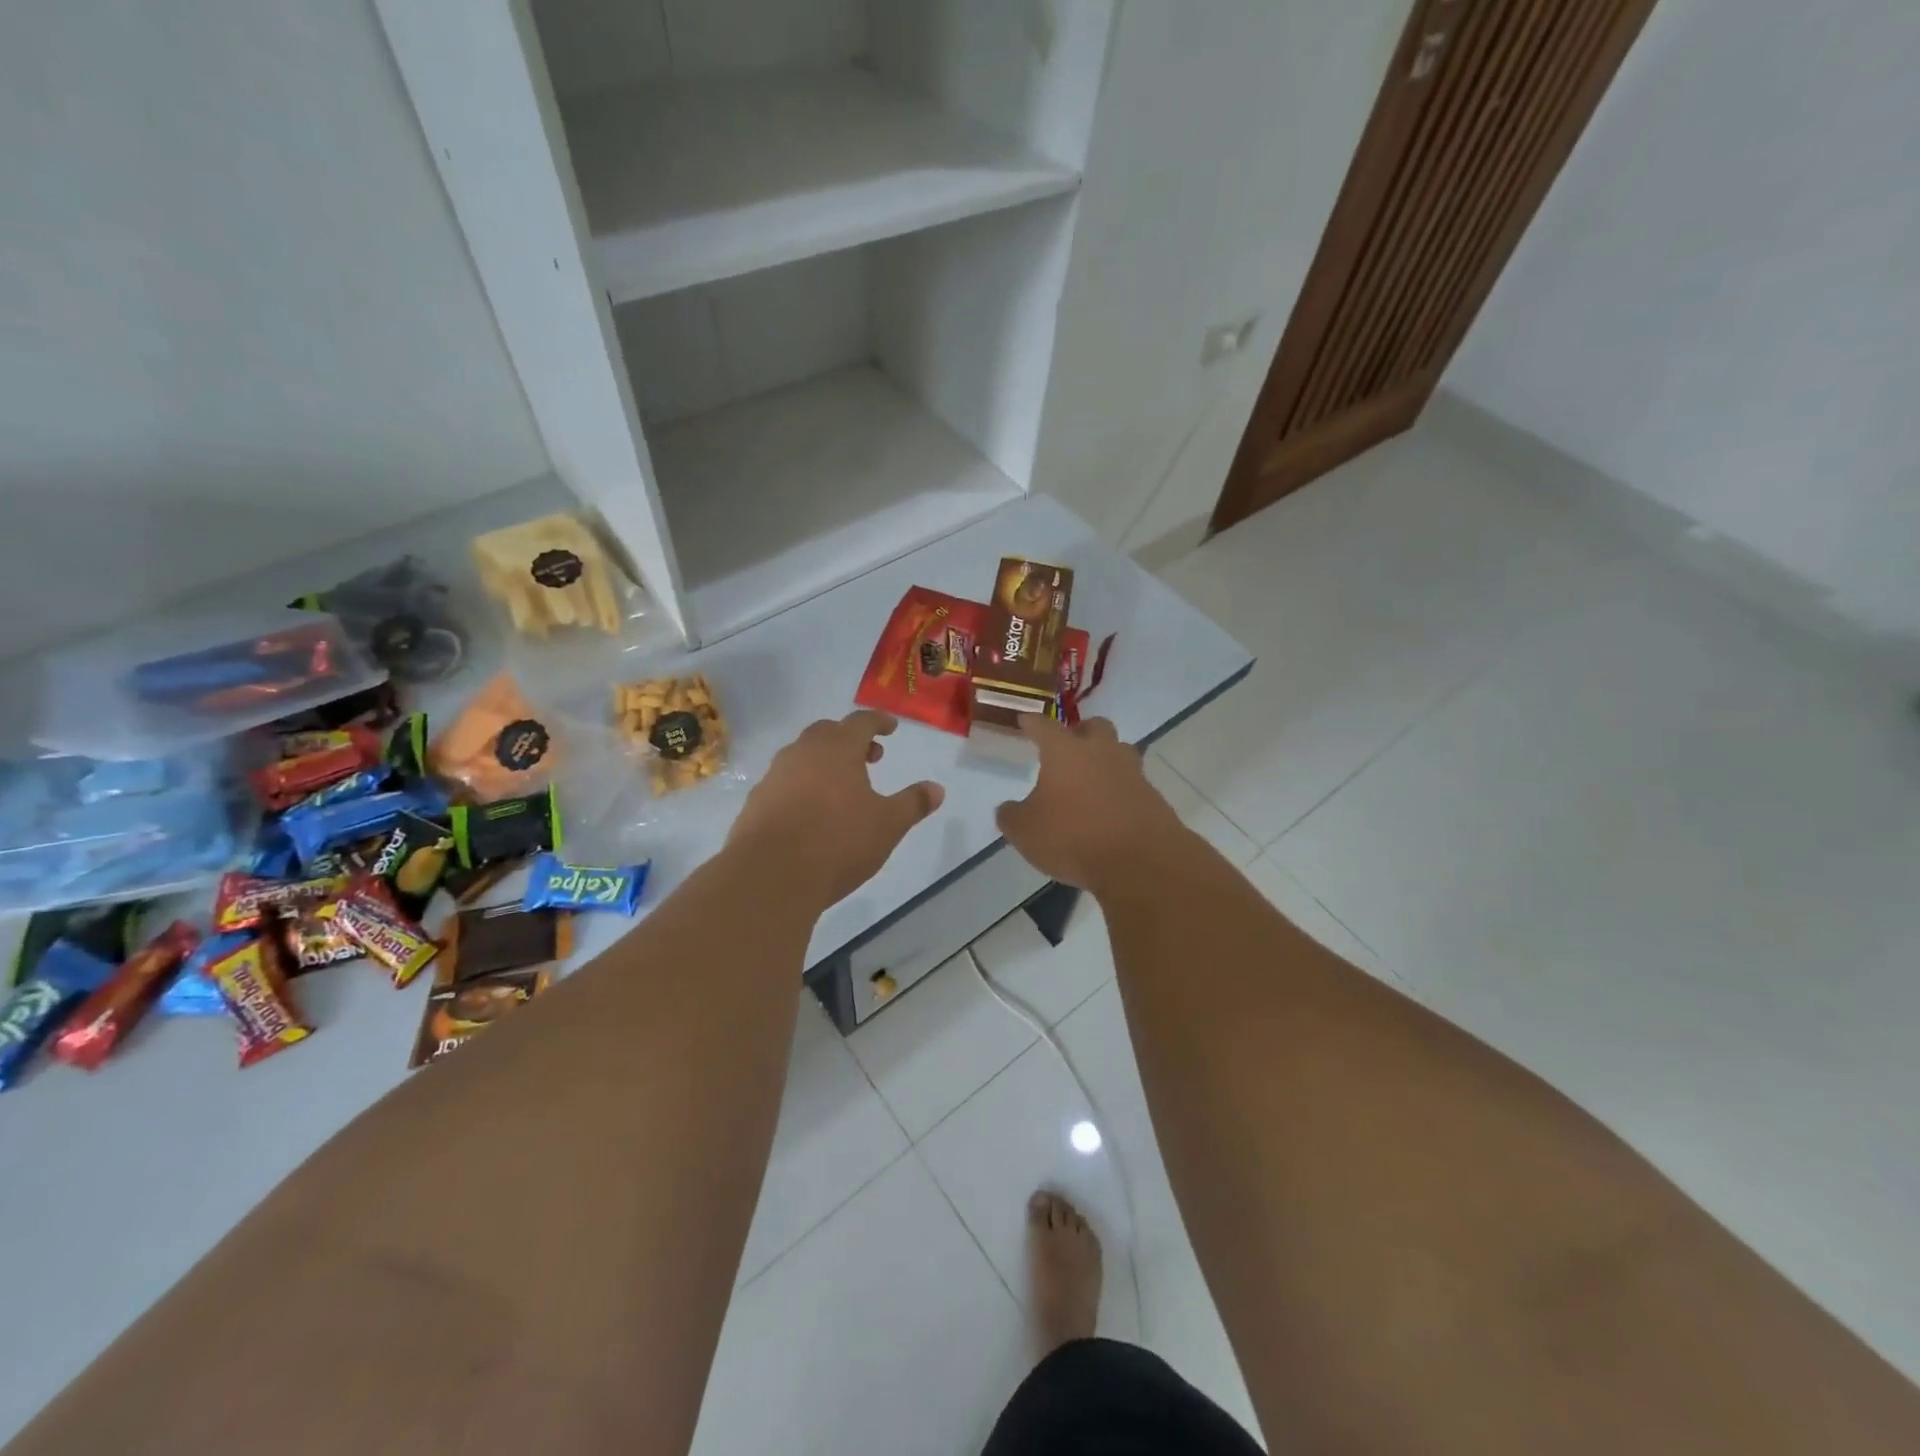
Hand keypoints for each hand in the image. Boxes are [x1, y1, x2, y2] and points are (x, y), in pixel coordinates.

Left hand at [727, 710, 944, 905]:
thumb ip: (913, 803)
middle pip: (827, 733)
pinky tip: (811, 813)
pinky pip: (784, 783)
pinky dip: (802, 787)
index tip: (891, 728)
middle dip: (850, 740)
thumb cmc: (838, 841)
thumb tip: (937, 789)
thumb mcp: (888, 824)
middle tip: (870, 757)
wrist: (770, 875)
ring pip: (802, 757)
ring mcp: (774, 777)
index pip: (861, 722)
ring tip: (842, 787)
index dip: (879, 722)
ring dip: (824, 763)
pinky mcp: (755, 803)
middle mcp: (802, 753)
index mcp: (837, 749)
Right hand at [995, 716, 1185, 894]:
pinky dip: (1120, 790)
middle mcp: (1101, 752)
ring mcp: (1132, 773)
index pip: (1044, 726)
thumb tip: (1008, 809)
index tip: (1024, 720)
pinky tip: (1109, 810)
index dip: (1032, 723)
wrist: (1140, 862)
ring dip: (1105, 759)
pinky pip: (1132, 784)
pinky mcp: (1153, 797)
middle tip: (1068, 746)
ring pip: (1119, 752)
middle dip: (1080, 731)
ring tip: (1091, 779)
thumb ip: (1012, 816)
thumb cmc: (1073, 837)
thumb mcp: (1026, 832)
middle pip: (1094, 726)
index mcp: (1065, 752)